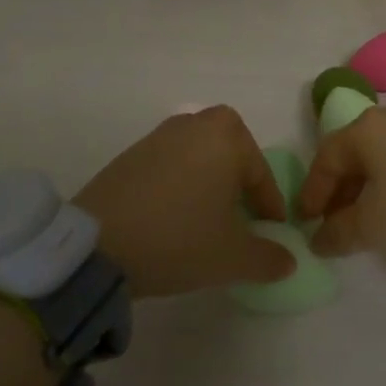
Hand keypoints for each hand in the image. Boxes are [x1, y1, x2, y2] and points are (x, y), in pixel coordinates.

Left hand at [73, 107, 293, 297]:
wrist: (96, 245)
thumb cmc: (178, 239)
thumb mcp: (232, 258)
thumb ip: (269, 258)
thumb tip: (289, 261)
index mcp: (227, 136)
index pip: (261, 175)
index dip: (270, 209)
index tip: (272, 235)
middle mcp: (195, 124)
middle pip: (231, 157)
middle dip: (239, 186)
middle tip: (240, 221)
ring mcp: (159, 135)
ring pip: (200, 159)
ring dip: (209, 185)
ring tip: (206, 223)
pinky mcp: (131, 153)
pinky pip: (171, 165)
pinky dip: (180, 186)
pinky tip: (173, 218)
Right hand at [297, 106, 385, 256]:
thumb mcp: (375, 225)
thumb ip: (339, 232)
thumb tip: (318, 239)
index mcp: (364, 129)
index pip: (325, 159)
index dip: (312, 193)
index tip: (305, 222)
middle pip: (350, 154)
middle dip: (337, 191)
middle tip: (332, 223)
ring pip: (376, 155)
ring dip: (363, 187)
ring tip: (362, 218)